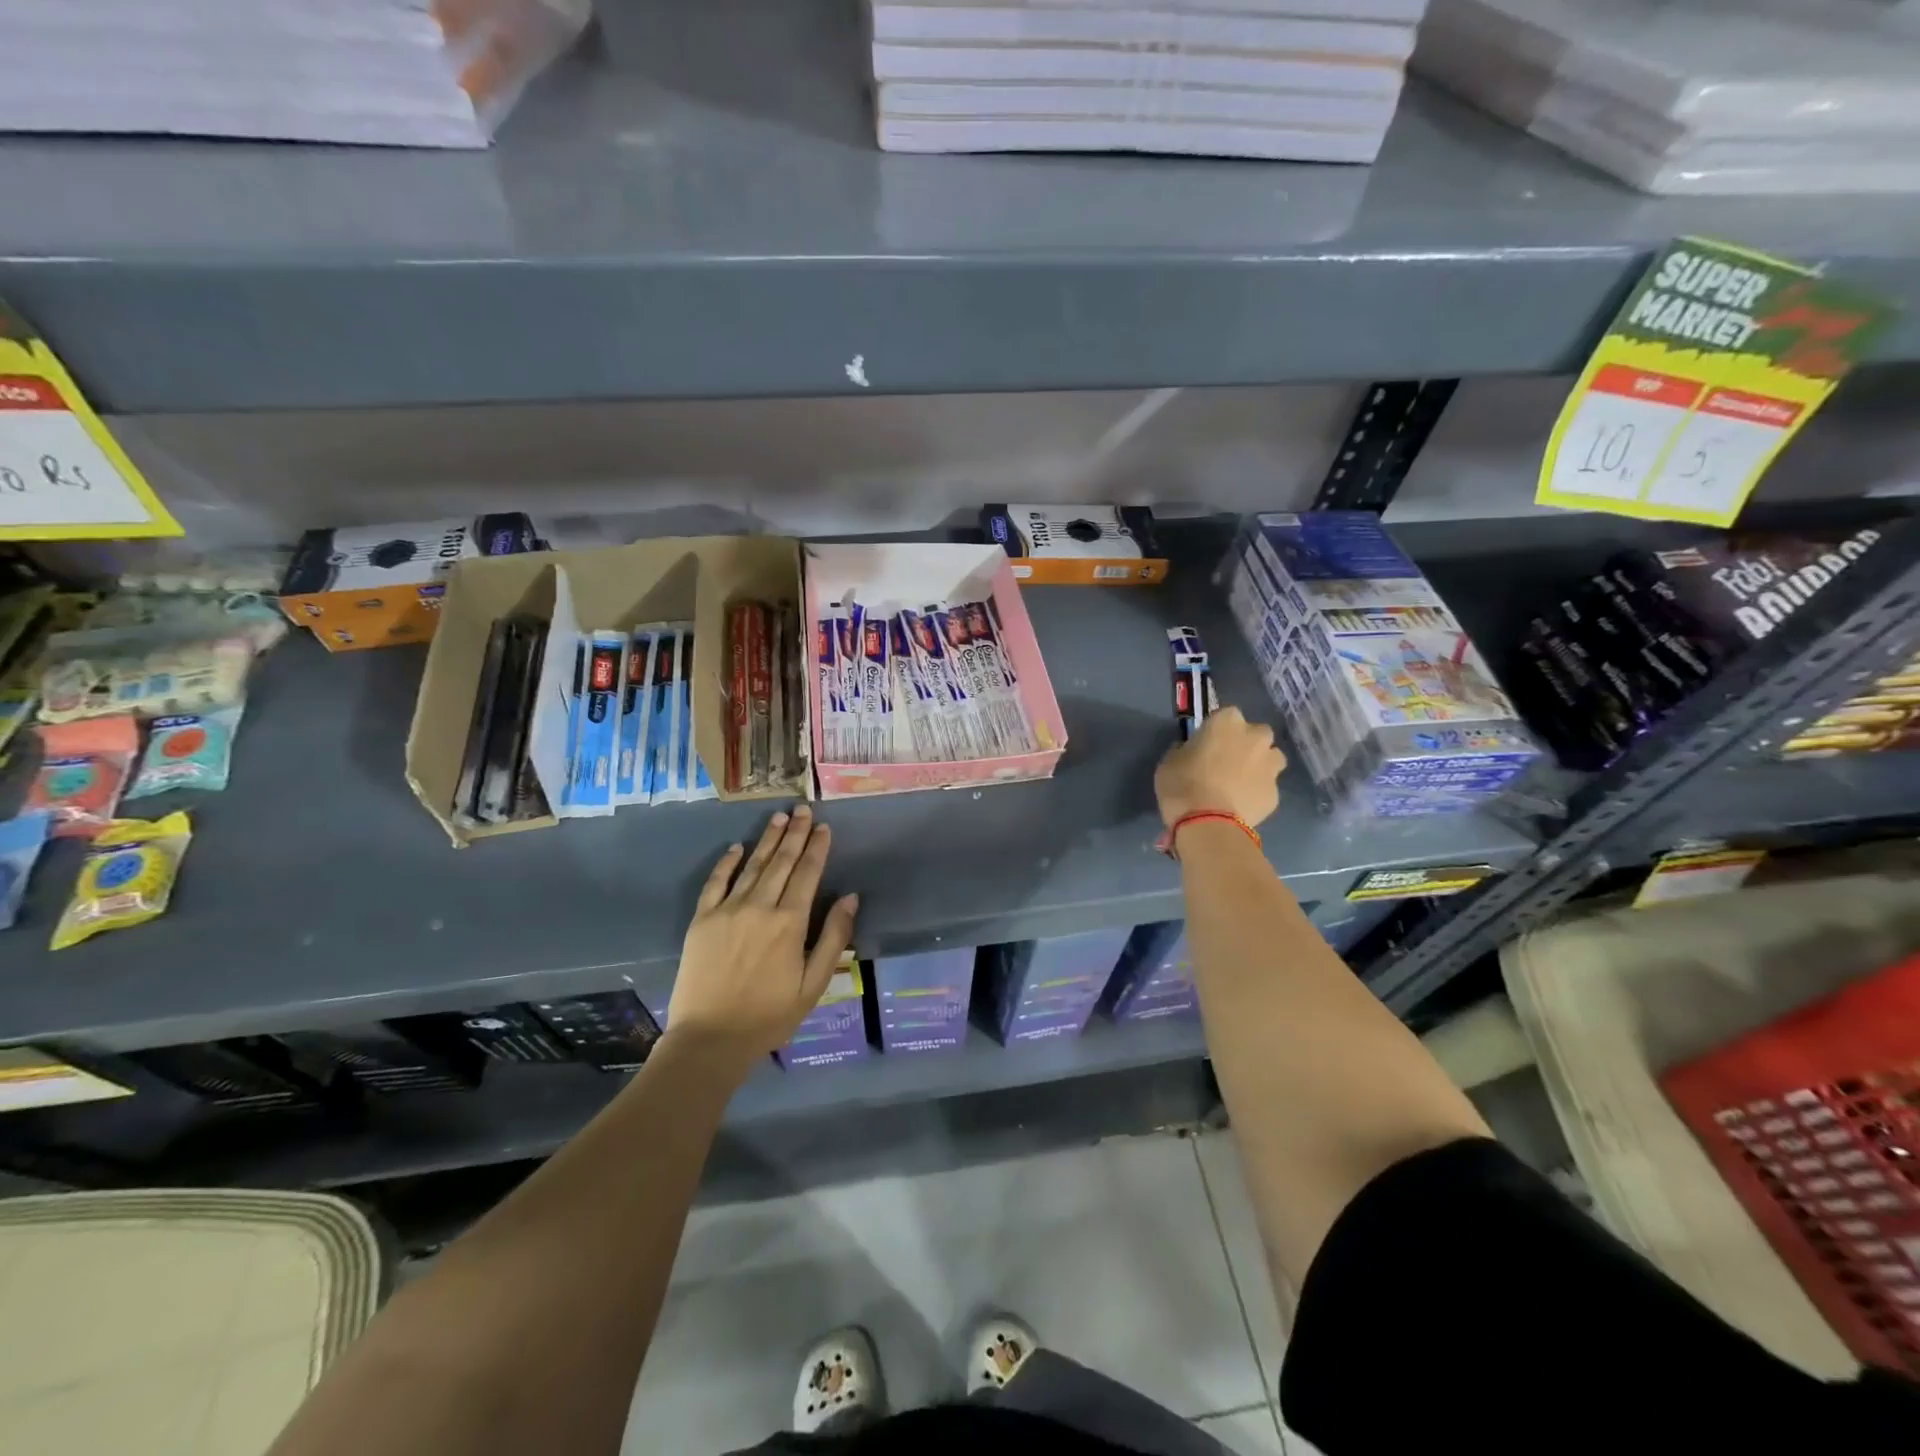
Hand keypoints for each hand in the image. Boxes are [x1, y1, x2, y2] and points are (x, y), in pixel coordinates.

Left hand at [667, 805, 859, 1070]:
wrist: (710, 1039)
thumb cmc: (770, 1015)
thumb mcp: (814, 984)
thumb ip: (833, 937)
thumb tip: (851, 897)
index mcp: (790, 922)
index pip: (808, 873)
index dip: (817, 847)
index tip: (824, 827)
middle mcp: (759, 906)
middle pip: (782, 862)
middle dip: (795, 834)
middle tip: (803, 809)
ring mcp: (727, 910)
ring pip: (752, 865)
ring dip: (767, 840)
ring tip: (779, 818)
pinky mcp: (702, 920)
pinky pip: (716, 882)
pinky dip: (727, 863)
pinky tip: (736, 847)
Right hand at [1154, 705, 1285, 829]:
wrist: (1207, 823)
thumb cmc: (1182, 785)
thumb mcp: (1170, 761)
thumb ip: (1185, 750)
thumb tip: (1190, 751)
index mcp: (1227, 722)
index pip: (1226, 715)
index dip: (1216, 730)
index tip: (1206, 743)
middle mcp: (1255, 737)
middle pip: (1256, 733)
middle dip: (1246, 744)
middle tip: (1227, 761)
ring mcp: (1270, 766)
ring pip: (1271, 759)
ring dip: (1259, 765)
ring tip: (1239, 783)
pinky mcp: (1275, 794)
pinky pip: (1266, 787)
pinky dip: (1256, 792)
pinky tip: (1240, 804)